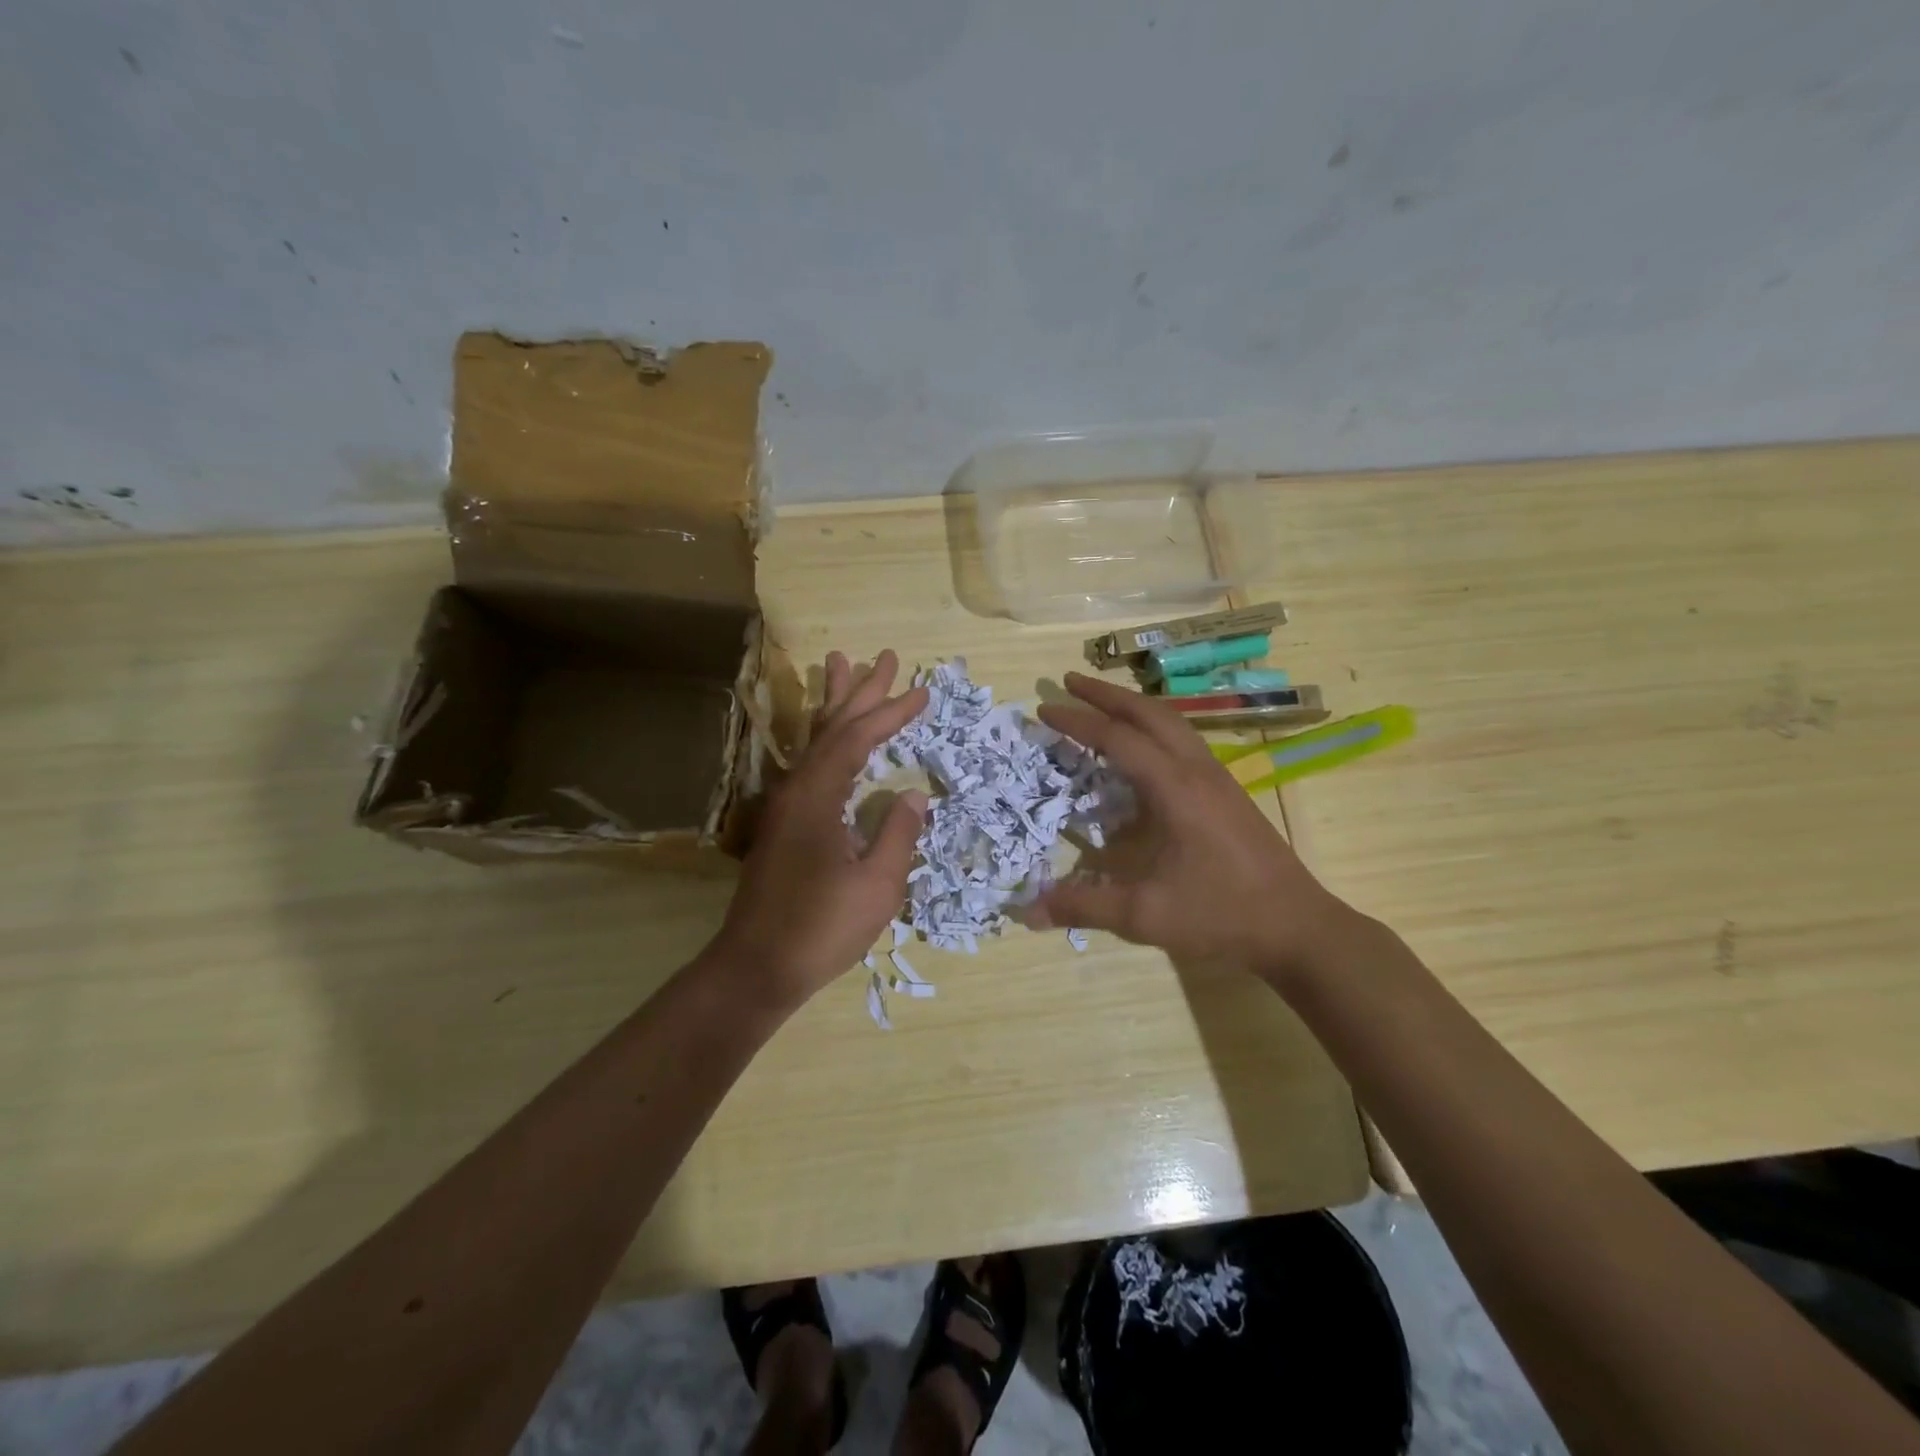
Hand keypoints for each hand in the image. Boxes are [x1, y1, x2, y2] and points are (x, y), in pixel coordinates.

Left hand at [709, 649, 928, 1003]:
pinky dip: (829, 743)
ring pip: (815, 743)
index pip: (858, 737)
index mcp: (818, 795)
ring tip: (844, 670)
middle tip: (882, 657)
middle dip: (860, 692)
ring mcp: (785, 807)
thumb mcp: (877, 885)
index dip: (891, 712)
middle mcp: (796, 789)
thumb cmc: (821, 927)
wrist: (757, 967)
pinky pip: (811, 766)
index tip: (923, 691)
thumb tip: (914, 794)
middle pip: (831, 727)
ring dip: (836, 708)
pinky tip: (835, 745)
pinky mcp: (783, 826)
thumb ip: (898, 834)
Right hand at [1022, 672, 1354, 985]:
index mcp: (1175, 789)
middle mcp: (1196, 770)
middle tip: (1068, 681)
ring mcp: (1217, 777)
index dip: (1077, 721)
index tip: (1044, 709)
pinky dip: (1154, 726)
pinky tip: (1143, 748)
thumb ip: (1084, 906)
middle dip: (1105, 694)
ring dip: (1133, 705)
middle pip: (1148, 713)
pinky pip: (1184, 739)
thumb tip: (1027, 910)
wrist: (1296, 926)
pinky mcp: (1227, 790)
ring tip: (1101, 702)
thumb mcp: (1145, 915)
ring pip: (1172, 721)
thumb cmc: (1220, 914)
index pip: (1117, 739)